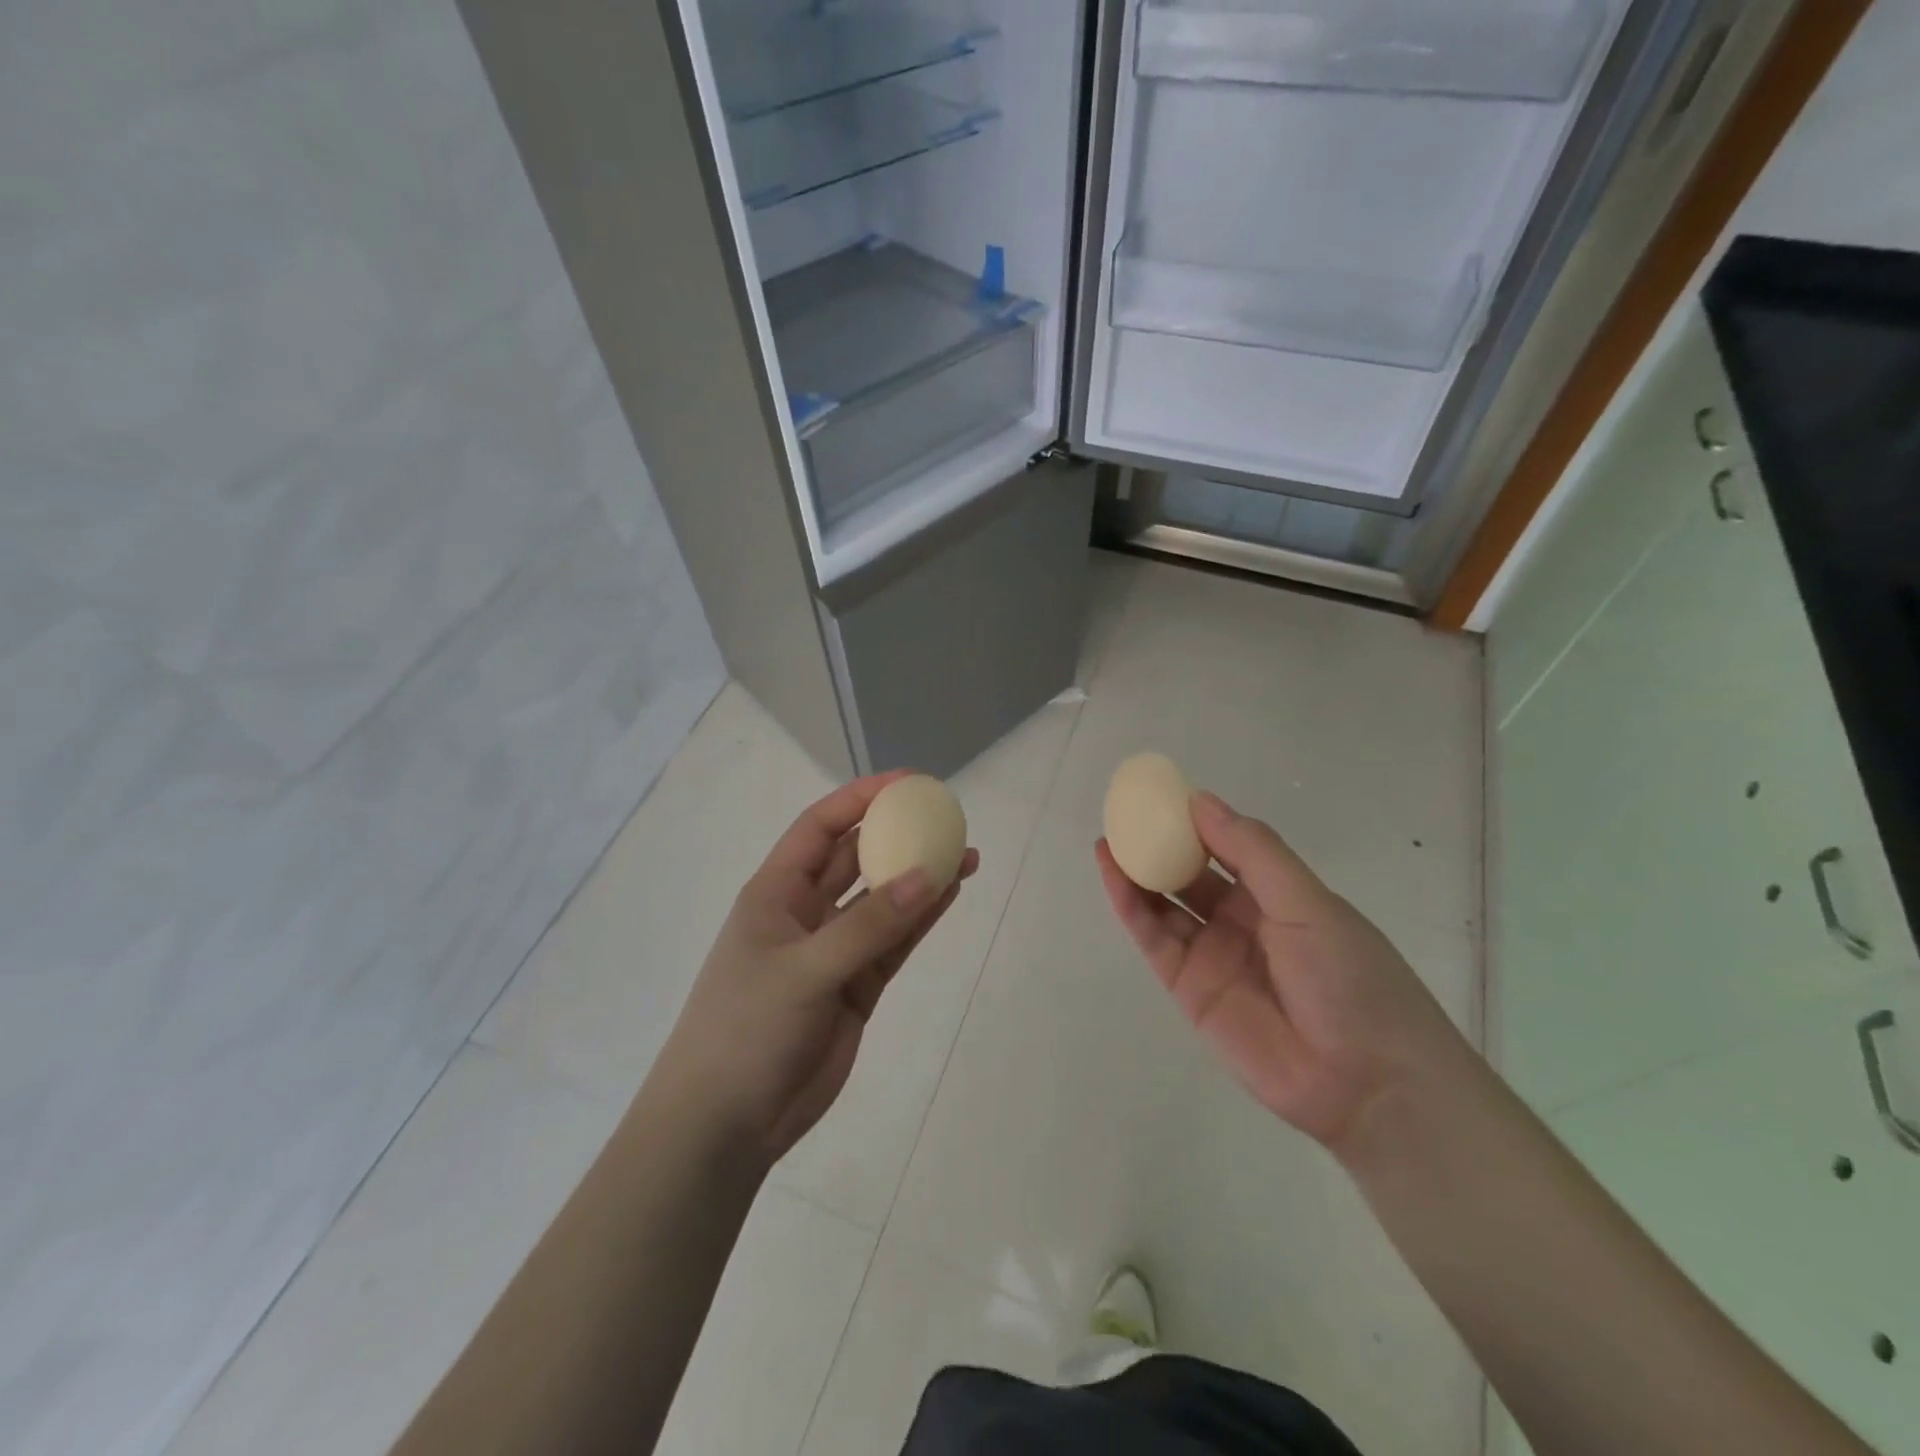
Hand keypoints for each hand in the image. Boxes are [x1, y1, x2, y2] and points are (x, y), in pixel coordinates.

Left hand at [653, 773, 977, 1164]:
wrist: (726, 1124)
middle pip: (857, 858)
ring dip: (919, 877)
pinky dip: (921, 920)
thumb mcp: (805, 970)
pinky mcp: (856, 987)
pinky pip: (894, 942)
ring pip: (883, 900)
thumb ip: (869, 925)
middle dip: (898, 835)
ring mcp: (834, 950)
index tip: (908, 783)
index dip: (861, 799)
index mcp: (776, 893)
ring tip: (966, 855)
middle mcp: (806, 913)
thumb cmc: (746, 1030)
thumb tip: (929, 875)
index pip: (820, 827)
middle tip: (947, 819)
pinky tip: (950, 894)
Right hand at [1097, 792, 1464, 1155]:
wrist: (1366, 1082)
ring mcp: (1213, 954)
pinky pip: (1154, 938)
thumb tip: (1200, 801)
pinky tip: (1113, 874)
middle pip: (1191, 874)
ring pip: (1165, 904)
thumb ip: (1252, 852)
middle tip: (1126, 814)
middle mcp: (1242, 920)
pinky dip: (1131, 906)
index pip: (1228, 847)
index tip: (1164, 793)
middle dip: (1160, 844)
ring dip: (1137, 872)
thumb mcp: (1308, 902)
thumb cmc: (1351, 978)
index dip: (1196, 821)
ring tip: (1109, 839)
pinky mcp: (1188, 988)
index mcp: (1278, 895)